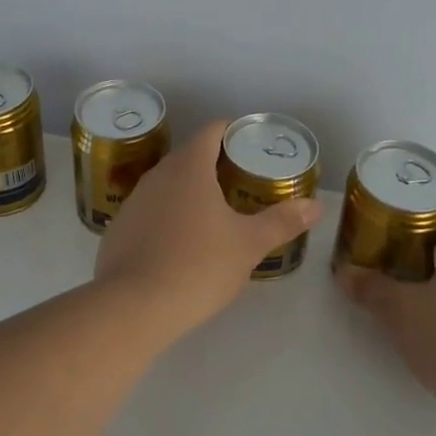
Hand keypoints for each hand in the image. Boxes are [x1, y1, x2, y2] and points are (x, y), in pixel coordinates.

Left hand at [94, 119, 320, 333]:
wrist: (133, 306)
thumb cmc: (198, 265)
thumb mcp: (248, 245)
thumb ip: (282, 221)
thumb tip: (316, 205)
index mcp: (189, 166)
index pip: (212, 130)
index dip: (233, 130)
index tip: (252, 143)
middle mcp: (158, 174)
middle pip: (189, 155)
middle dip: (215, 163)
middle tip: (242, 180)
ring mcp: (134, 201)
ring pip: (167, 184)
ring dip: (189, 191)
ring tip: (215, 212)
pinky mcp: (119, 228)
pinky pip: (150, 211)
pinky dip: (167, 217)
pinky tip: (180, 243)